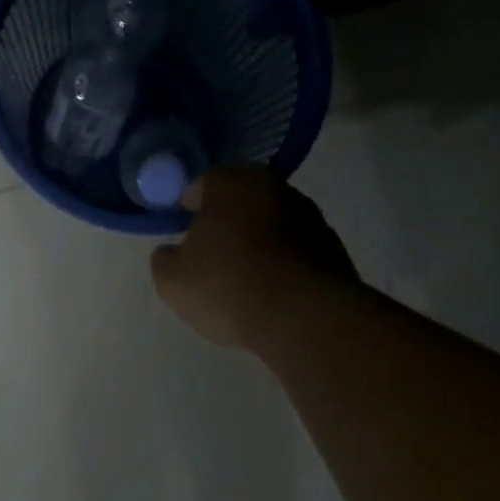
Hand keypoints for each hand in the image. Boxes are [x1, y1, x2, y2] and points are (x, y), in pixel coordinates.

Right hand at [150, 166, 355, 346]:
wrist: (306, 318)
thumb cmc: (229, 285)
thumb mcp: (172, 279)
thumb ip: (164, 259)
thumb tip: (172, 252)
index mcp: (232, 183)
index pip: (203, 182)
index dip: (189, 204)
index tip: (182, 227)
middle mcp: (274, 188)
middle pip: (243, 197)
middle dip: (228, 218)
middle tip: (212, 247)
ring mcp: (311, 218)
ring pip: (272, 221)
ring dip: (259, 239)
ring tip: (244, 274)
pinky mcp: (335, 250)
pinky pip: (297, 249)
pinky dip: (283, 261)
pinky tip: (272, 290)